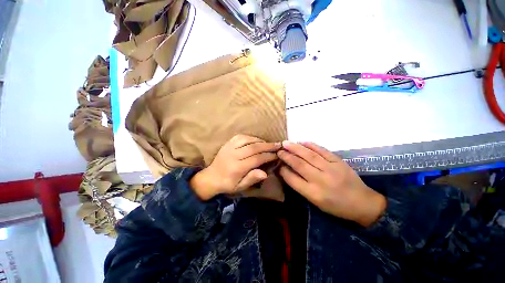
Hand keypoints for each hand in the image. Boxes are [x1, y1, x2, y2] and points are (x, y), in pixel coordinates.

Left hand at [190, 135, 280, 200]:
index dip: (268, 156)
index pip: (256, 159)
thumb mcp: (240, 187)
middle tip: (278, 144)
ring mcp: (229, 147)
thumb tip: (265, 173)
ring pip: (247, 140)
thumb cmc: (227, 184)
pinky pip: (240, 137)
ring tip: (268, 143)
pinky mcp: (227, 144)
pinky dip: (250, 137)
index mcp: (237, 167)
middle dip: (267, 145)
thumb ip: (252, 179)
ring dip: (259, 140)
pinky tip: (255, 140)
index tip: (277, 155)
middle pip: (253, 147)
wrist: (211, 177)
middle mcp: (234, 155)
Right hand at [277, 141, 385, 226]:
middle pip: (299, 165)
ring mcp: (331, 169)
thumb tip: (287, 171)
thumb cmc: (336, 206)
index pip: (292, 179)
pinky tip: (302, 141)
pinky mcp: (338, 161)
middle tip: (279, 150)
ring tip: (286, 143)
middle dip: (287, 156)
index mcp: (314, 194)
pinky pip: (322, 150)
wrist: (362, 203)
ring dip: (296, 148)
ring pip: (309, 155)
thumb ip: (300, 186)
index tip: (277, 163)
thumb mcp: (315, 202)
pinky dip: (311, 145)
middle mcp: (321, 180)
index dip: (282, 170)